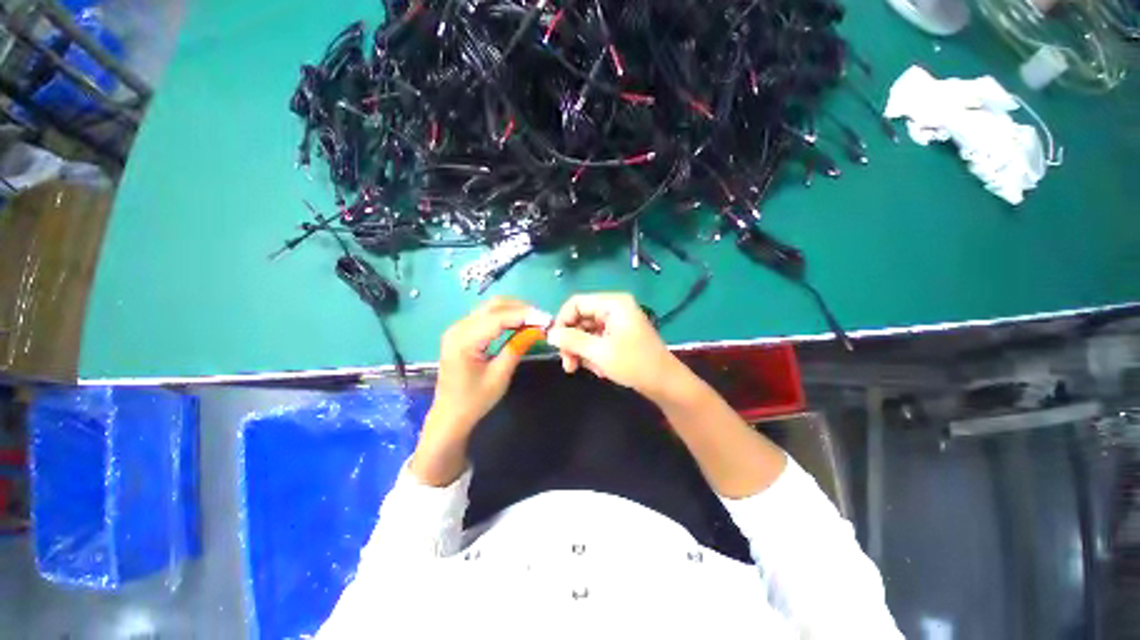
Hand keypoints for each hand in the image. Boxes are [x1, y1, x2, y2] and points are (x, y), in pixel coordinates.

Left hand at [412, 297, 532, 485]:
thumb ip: (517, 348)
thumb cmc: (475, 401)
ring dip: (513, 310)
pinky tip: (518, 323)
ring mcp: (457, 329)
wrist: (450, 416)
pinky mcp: (461, 333)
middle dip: (520, 309)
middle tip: (542, 319)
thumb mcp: (500, 375)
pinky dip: (504, 317)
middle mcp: (457, 328)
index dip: (524, 315)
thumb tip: (537, 329)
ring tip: (534, 320)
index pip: (498, 318)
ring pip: (490, 308)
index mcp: (464, 340)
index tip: (546, 319)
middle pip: (493, 306)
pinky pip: (485, 316)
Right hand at [546, 293, 683, 400]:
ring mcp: (618, 322)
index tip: (555, 343)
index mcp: (613, 303)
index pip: (576, 303)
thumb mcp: (599, 352)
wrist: (665, 384)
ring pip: (587, 332)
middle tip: (568, 364)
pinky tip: (601, 370)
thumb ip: (571, 340)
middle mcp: (614, 308)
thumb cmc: (634, 364)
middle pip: (580, 318)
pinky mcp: (620, 335)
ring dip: (582, 351)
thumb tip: (549, 334)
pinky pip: (597, 340)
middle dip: (572, 342)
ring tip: (590, 369)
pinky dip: (594, 354)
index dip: (562, 321)